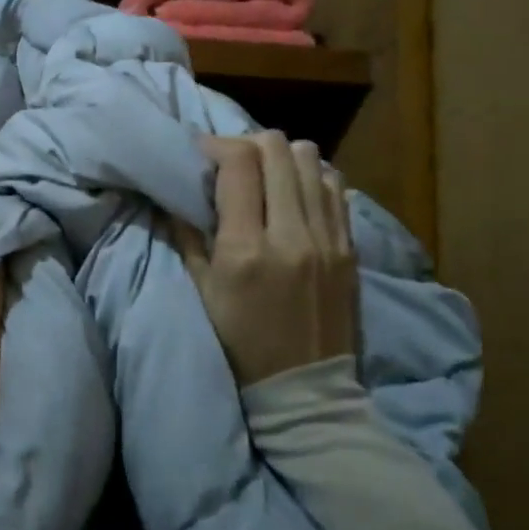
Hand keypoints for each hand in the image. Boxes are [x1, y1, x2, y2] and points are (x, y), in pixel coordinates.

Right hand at [170, 132, 357, 386]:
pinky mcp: (350, 246)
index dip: (215, 145)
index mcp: (246, 249)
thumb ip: (189, 237)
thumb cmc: (240, 344)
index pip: (239, 164)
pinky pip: (336, 186)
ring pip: (311, 159)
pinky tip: (295, 193)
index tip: (199, 152)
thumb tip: (178, 196)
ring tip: (263, 175)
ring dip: (281, 156)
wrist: (304, 386)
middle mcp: (292, 234)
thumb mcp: (202, 293)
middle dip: (246, 143)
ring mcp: (328, 238)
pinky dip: (311, 176)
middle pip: (277, 149)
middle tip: (229, 161)